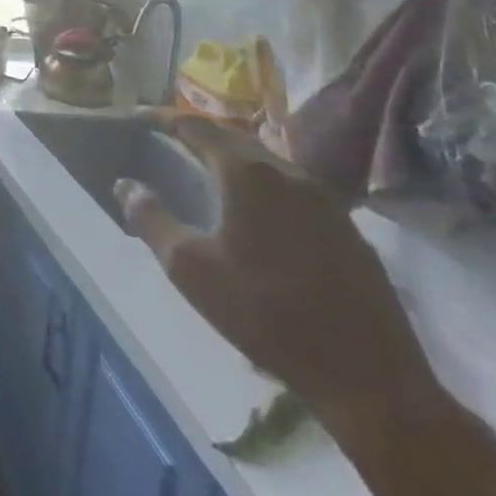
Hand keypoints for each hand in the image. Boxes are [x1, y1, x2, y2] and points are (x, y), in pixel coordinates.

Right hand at [115, 114, 434, 424]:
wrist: (369, 378)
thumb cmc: (265, 313)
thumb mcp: (190, 268)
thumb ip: (151, 219)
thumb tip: (126, 185)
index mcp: (247, 173)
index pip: (197, 127)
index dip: (165, 118)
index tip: (140, 116)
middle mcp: (288, 173)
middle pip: (235, 138)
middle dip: (200, 135)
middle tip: (171, 140)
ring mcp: (326, 201)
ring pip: (268, 164)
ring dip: (234, 160)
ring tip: (209, 172)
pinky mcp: (349, 231)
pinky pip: (294, 190)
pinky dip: (264, 187)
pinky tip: (257, 214)